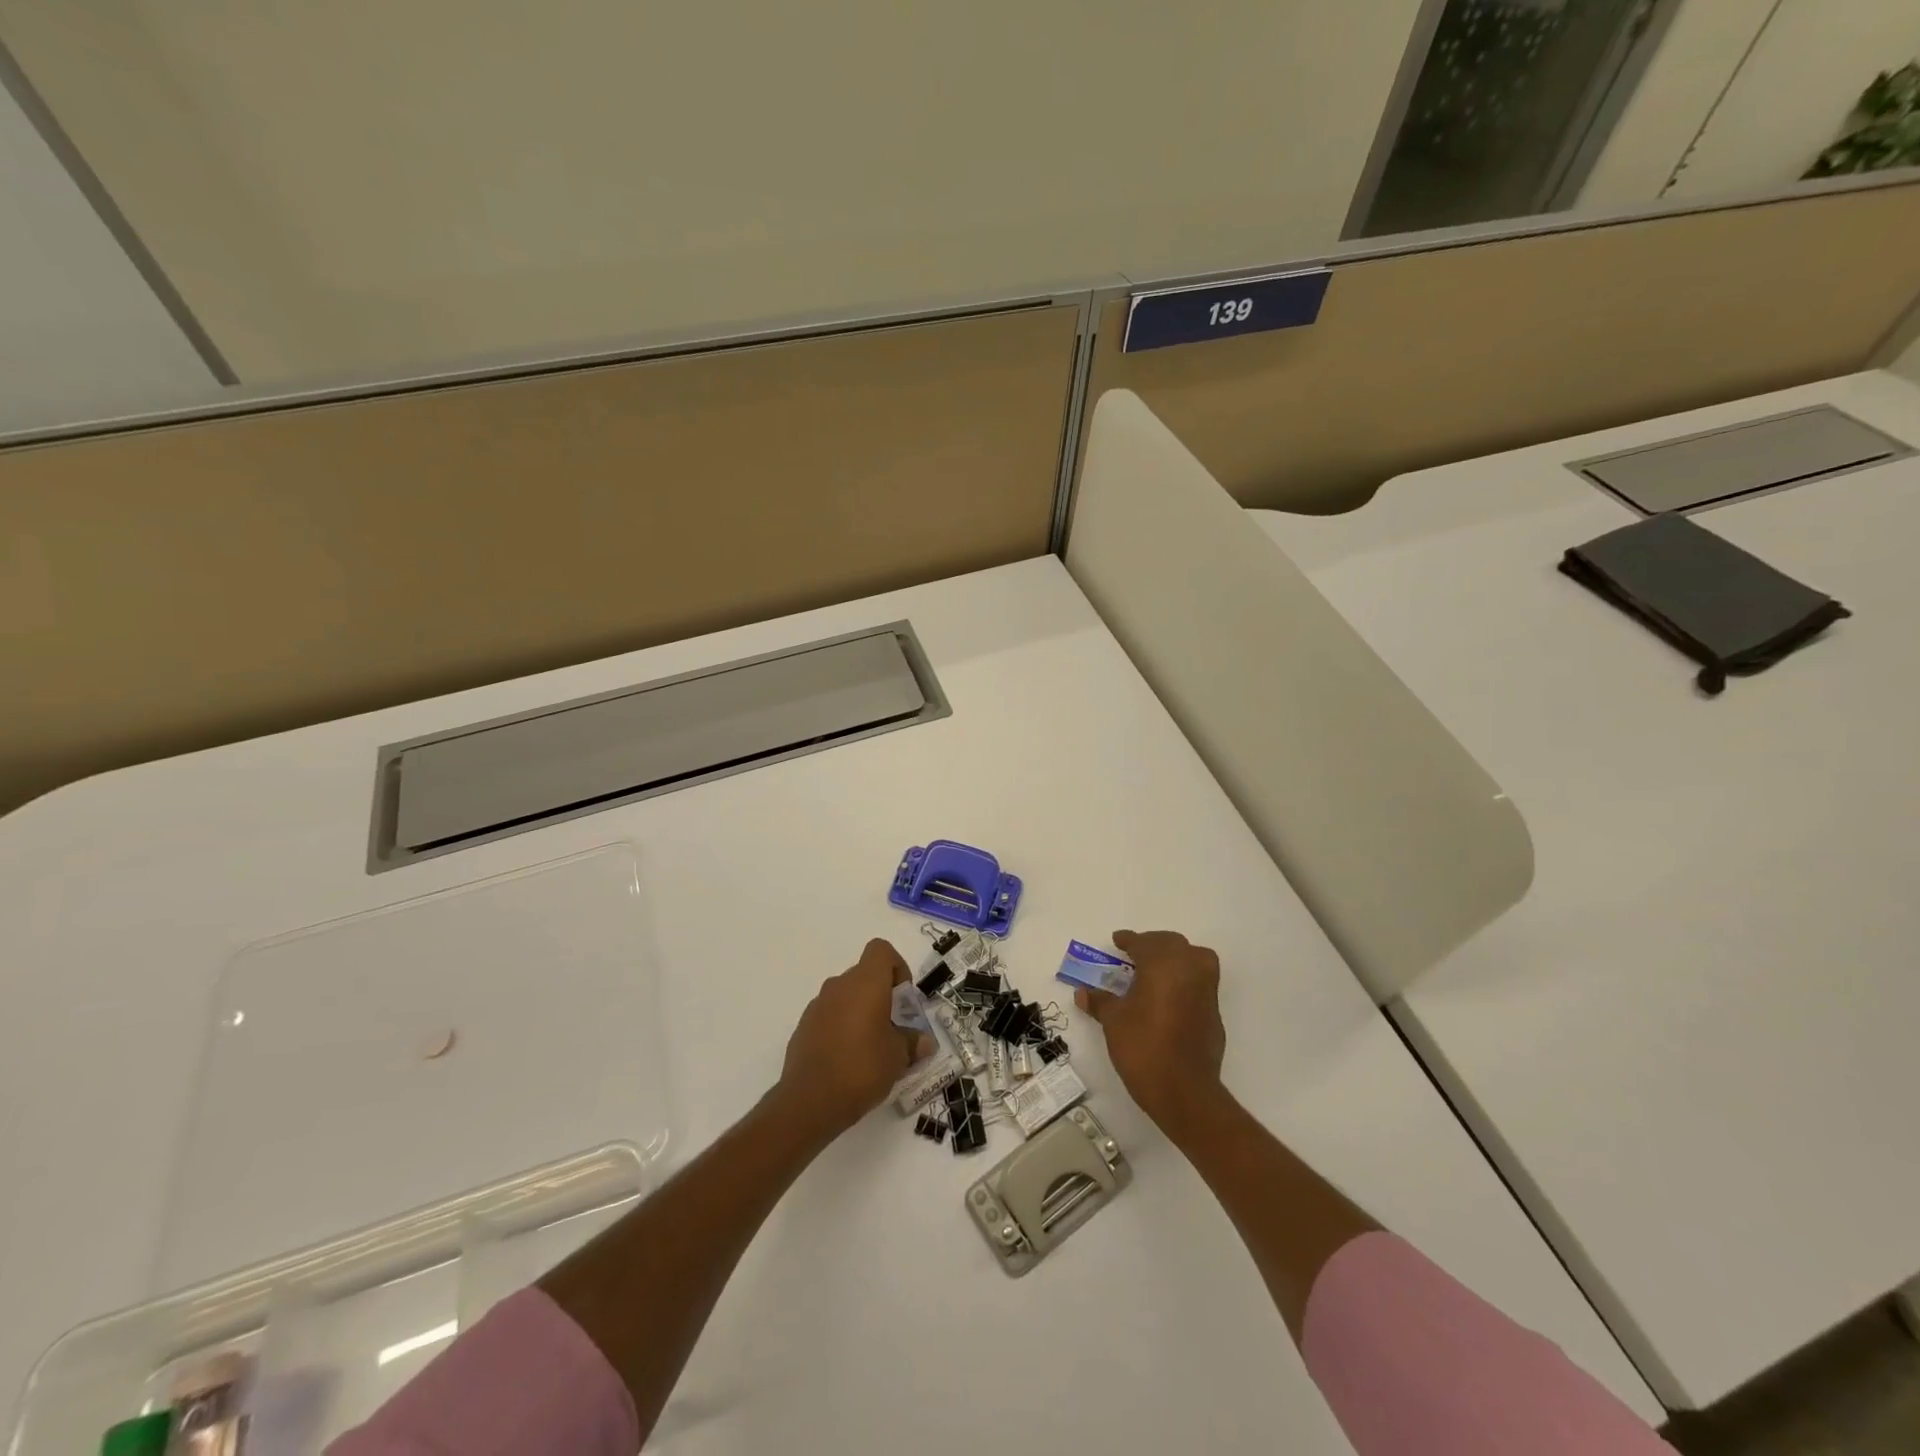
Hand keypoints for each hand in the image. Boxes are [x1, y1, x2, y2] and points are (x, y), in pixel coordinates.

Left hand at [776, 938, 928, 1141]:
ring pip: (846, 996)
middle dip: (882, 995)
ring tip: (871, 1048)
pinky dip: (841, 1027)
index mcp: (865, 983)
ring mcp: (817, 1006)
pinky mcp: (803, 1027)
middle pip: (865, 975)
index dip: (897, 967)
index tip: (903, 999)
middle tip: (893, 1028)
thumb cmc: (862, 1068)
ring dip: (861, 1012)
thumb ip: (912, 1043)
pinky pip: (829, 1016)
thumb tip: (924, 1042)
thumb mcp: (898, 1057)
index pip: (881, 950)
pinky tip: (848, 1060)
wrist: (809, 1102)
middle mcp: (839, 986)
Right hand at [1075, 929, 1225, 1135]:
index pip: (1144, 942)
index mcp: (1162, 964)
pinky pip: (1200, 983)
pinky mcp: (1214, 1012)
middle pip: (1172, 944)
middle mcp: (1189, 969)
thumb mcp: (1114, 1022)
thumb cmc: (1143, 1047)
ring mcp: (1206, 990)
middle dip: (1153, 945)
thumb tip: (1082, 993)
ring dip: (1175, 958)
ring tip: (1155, 971)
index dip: (1129, 940)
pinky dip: (1185, 980)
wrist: (1184, 1090)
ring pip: (1194, 958)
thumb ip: (1100, 1002)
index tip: (1118, 941)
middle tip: (1134, 955)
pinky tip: (1169, 997)